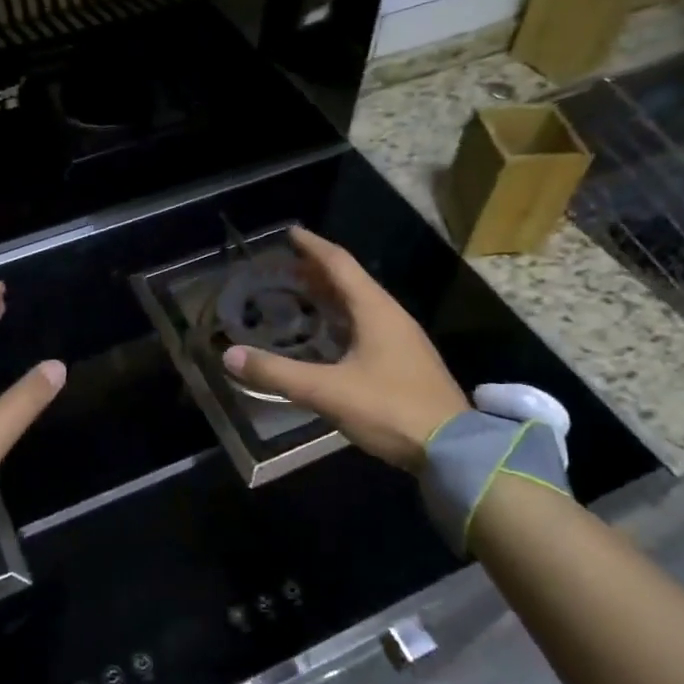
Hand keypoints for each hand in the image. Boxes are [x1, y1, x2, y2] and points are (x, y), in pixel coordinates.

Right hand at [223, 227, 466, 471]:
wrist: (453, 450)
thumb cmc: (390, 409)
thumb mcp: (328, 391)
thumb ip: (278, 373)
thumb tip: (229, 356)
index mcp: (376, 311)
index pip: (340, 264)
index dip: (313, 247)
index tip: (291, 233)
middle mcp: (392, 317)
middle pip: (351, 282)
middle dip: (318, 271)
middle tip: (286, 268)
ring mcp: (403, 340)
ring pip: (361, 306)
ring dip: (331, 296)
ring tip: (302, 296)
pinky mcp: (406, 363)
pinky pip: (368, 327)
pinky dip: (343, 320)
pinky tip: (330, 338)